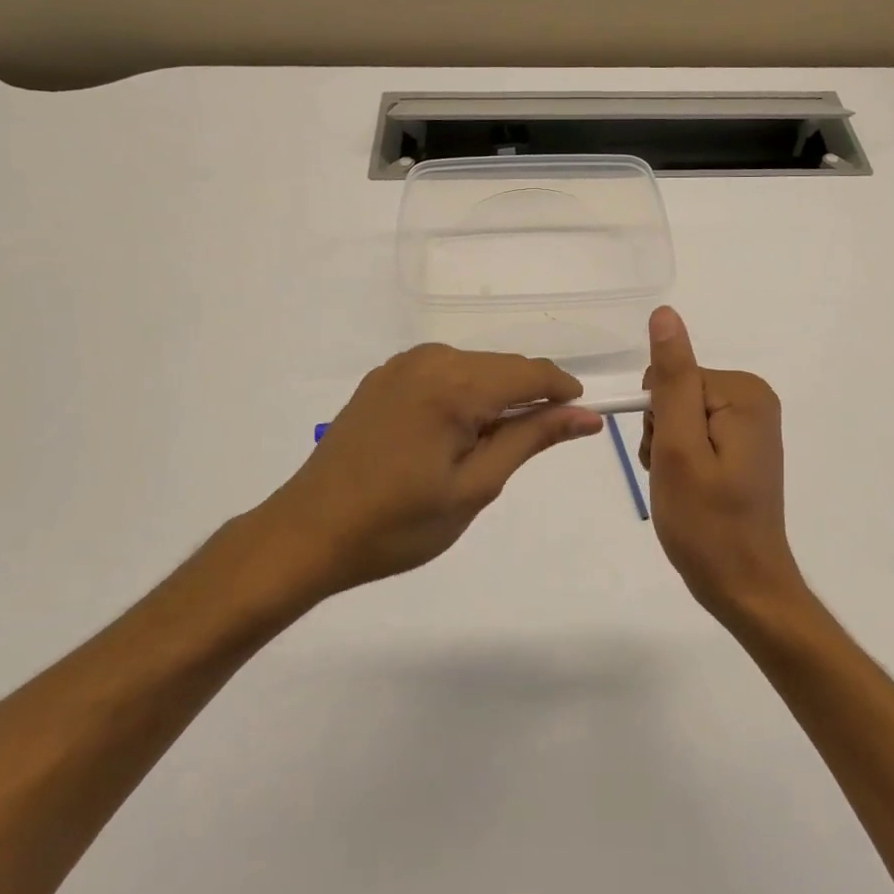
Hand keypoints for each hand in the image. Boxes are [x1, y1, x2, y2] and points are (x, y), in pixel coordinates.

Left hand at [261, 344, 603, 597]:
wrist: (308, 533)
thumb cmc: (397, 523)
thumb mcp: (475, 486)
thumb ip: (531, 439)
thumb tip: (585, 415)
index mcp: (454, 384)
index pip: (531, 372)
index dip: (563, 392)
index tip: (583, 419)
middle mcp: (430, 360)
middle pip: (503, 366)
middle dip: (529, 398)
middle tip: (529, 450)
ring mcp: (402, 365)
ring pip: (475, 369)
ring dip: (495, 398)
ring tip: (485, 452)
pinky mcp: (384, 377)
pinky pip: (443, 374)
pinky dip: (463, 396)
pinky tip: (451, 437)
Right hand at [639, 306, 804, 624]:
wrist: (746, 587)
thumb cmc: (707, 523)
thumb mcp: (678, 448)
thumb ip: (671, 379)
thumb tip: (665, 314)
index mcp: (742, 392)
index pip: (670, 377)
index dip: (657, 420)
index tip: (669, 458)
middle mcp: (753, 397)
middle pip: (676, 392)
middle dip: (663, 434)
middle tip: (676, 477)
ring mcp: (751, 421)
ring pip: (680, 414)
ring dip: (668, 449)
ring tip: (683, 487)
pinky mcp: (744, 443)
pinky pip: (695, 431)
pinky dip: (683, 459)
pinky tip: (692, 488)